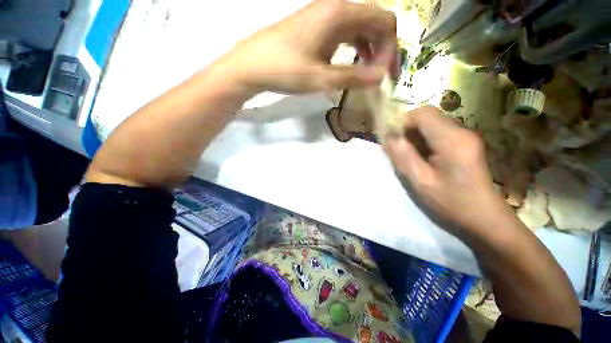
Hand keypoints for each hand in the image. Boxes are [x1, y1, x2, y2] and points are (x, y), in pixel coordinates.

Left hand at [214, 0, 396, 95]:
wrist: (253, 65)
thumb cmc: (285, 70)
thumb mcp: (321, 78)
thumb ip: (352, 77)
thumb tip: (380, 78)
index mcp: (340, 13)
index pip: (384, 22)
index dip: (390, 49)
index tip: (383, 75)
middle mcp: (335, 8)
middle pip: (374, 22)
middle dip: (382, 49)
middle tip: (379, 77)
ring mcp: (324, 16)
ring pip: (359, 28)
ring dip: (368, 50)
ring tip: (367, 74)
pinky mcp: (316, 27)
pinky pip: (344, 34)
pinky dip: (354, 49)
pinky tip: (350, 64)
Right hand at [385, 106, 510, 234]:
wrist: (484, 218)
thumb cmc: (451, 203)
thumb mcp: (420, 181)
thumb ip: (402, 155)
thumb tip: (388, 135)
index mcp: (452, 141)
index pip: (422, 114)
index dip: (402, 122)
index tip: (390, 138)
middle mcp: (462, 132)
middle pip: (427, 116)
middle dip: (407, 128)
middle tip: (396, 148)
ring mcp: (466, 136)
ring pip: (431, 124)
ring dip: (414, 135)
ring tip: (407, 155)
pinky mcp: (465, 143)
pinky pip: (437, 133)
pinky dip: (423, 140)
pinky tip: (421, 157)